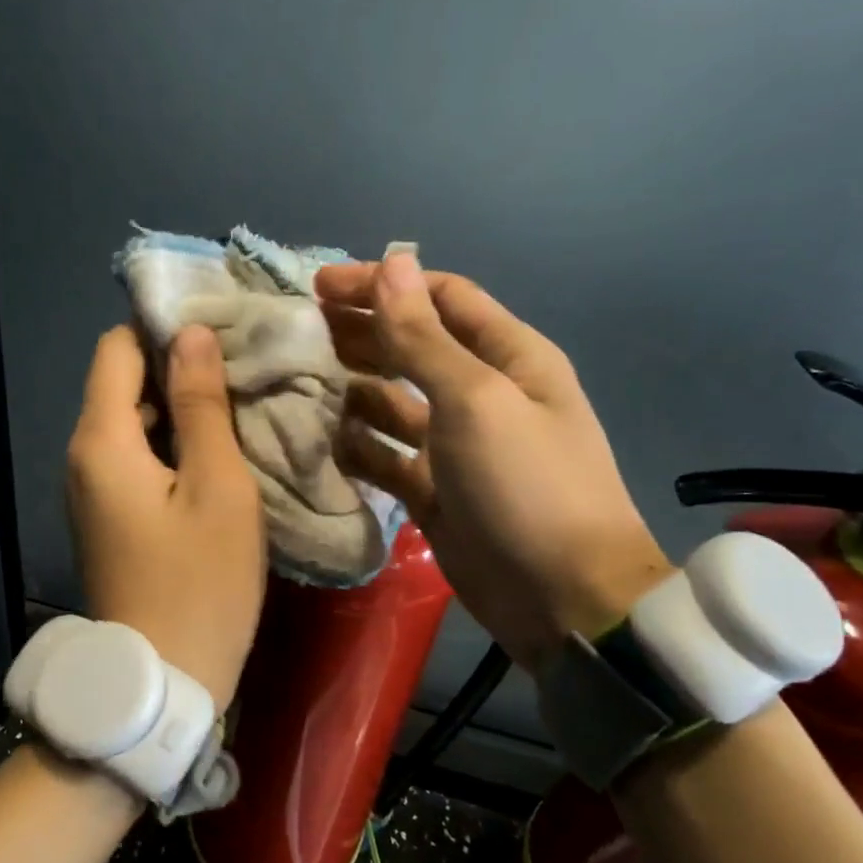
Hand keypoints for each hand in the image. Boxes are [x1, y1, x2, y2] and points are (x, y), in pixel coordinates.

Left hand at [66, 324, 266, 707]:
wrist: (162, 681)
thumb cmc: (200, 584)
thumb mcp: (218, 489)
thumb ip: (202, 406)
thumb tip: (192, 335)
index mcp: (102, 441)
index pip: (117, 348)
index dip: (162, 329)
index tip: (219, 329)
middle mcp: (83, 457)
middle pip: (121, 384)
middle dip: (176, 367)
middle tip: (243, 365)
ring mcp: (92, 490)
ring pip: (131, 423)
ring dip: (178, 408)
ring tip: (239, 401)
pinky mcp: (109, 517)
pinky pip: (135, 459)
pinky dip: (171, 444)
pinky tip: (216, 450)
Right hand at [314, 251, 671, 667]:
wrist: (561, 597)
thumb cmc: (526, 486)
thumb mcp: (475, 401)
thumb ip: (424, 338)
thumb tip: (392, 264)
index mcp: (508, 356)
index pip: (441, 298)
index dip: (384, 286)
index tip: (321, 287)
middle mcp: (482, 394)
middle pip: (413, 347)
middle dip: (362, 334)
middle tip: (300, 331)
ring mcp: (456, 447)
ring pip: (394, 403)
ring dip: (354, 389)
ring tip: (301, 382)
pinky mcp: (435, 492)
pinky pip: (388, 457)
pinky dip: (359, 447)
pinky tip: (324, 441)